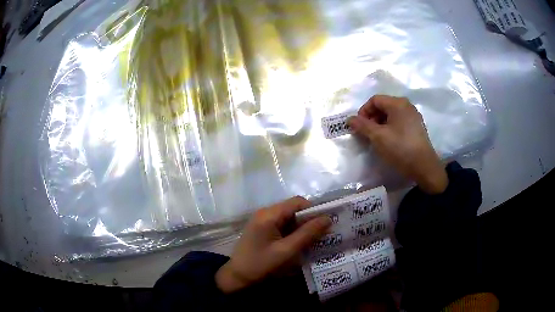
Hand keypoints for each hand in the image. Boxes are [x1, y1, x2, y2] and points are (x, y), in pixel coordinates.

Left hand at [215, 197, 330, 292]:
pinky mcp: (262, 230)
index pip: (298, 202)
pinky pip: (282, 225)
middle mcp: (265, 213)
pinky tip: (299, 244)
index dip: (314, 210)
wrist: (237, 277)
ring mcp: (262, 221)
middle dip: (309, 220)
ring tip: (313, 240)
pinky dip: (293, 232)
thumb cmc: (261, 264)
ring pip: (289, 218)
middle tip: (322, 234)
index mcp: (269, 214)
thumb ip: (308, 234)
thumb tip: (328, 218)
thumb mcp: (287, 251)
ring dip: (301, 227)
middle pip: (293, 209)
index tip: (326, 224)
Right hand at [348, 95, 447, 193]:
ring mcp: (413, 116)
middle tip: (366, 133)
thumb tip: (350, 119)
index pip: (375, 100)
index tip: (359, 126)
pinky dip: (390, 128)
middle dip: (371, 118)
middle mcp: (407, 106)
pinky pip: (399, 122)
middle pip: (383, 106)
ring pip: (391, 115)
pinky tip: (388, 141)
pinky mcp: (417, 127)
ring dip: (380, 124)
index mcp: (398, 103)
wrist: (424, 167)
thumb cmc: (400, 148)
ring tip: (376, 139)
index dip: (363, 111)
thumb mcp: (378, 137)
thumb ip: (363, 126)